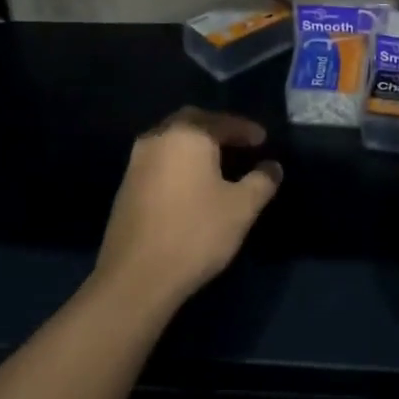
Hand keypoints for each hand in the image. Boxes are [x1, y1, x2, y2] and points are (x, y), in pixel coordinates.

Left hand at [95, 108, 282, 311]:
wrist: (136, 277)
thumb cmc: (195, 233)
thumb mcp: (241, 208)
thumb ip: (261, 181)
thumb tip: (272, 167)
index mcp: (187, 134)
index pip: (222, 122)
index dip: (246, 130)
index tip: (263, 141)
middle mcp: (158, 138)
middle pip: (192, 123)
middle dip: (217, 130)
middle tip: (239, 144)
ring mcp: (137, 162)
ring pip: (172, 141)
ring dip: (196, 146)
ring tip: (218, 164)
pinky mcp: (126, 186)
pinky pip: (160, 161)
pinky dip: (179, 163)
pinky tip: (192, 184)